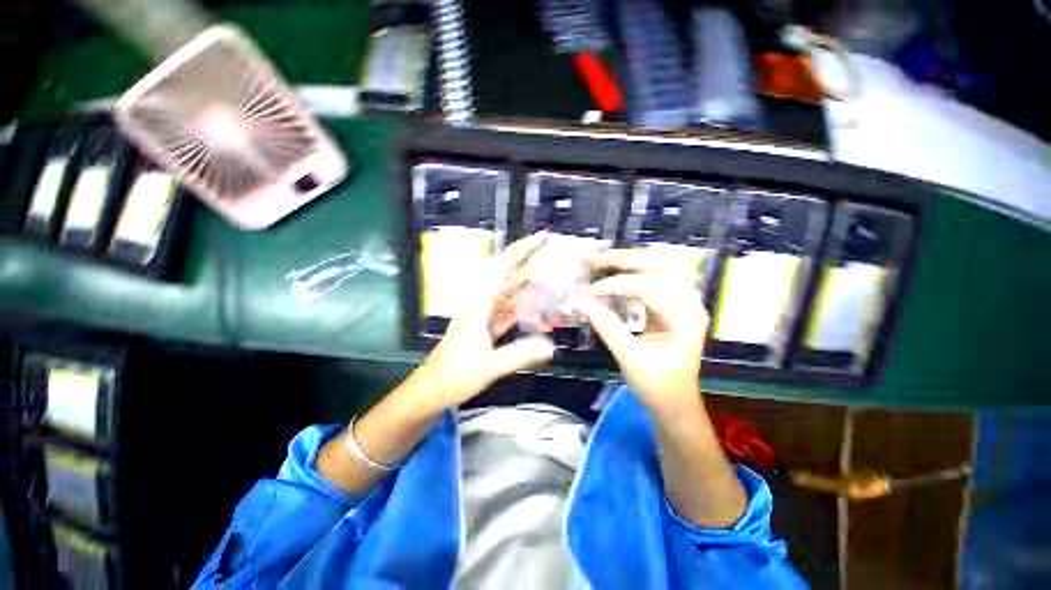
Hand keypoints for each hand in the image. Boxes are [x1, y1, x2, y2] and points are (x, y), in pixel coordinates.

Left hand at [420, 232, 556, 408]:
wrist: (432, 388)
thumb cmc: (454, 375)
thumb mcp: (488, 366)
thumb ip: (520, 354)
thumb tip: (552, 346)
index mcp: (479, 302)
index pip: (503, 266)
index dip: (523, 249)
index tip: (543, 237)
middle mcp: (481, 301)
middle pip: (510, 275)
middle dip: (533, 266)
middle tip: (561, 262)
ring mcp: (484, 312)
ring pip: (511, 292)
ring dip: (532, 287)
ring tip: (556, 284)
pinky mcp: (486, 324)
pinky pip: (509, 309)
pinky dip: (525, 307)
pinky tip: (540, 309)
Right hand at [572, 249, 708, 414]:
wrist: (675, 401)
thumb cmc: (657, 385)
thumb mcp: (630, 359)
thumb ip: (606, 326)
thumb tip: (580, 301)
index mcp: (685, 318)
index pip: (648, 287)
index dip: (614, 285)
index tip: (587, 292)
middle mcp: (689, 302)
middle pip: (656, 266)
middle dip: (621, 260)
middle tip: (591, 261)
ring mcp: (683, 300)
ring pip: (655, 266)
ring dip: (626, 261)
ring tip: (599, 262)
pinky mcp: (672, 303)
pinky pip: (653, 276)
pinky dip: (631, 271)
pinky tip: (614, 272)